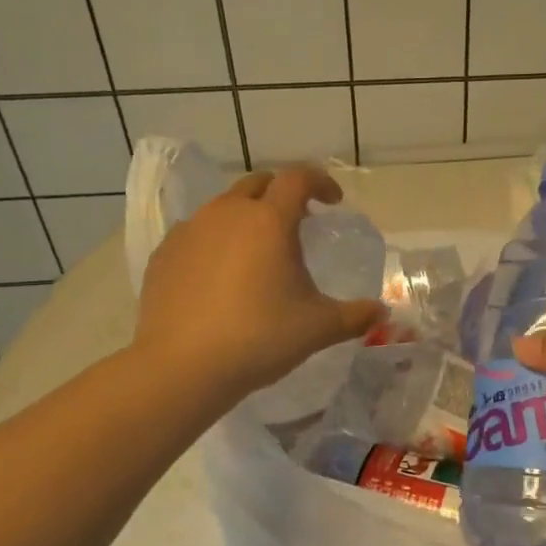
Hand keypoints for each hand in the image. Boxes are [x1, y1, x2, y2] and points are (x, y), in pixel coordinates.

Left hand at [135, 165, 385, 402]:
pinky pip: (196, 234)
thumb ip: (355, 315)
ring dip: (246, 218)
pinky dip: (215, 242)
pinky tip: (219, 277)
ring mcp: (190, 231)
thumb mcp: (318, 328)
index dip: (320, 182)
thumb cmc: (260, 338)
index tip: (333, 201)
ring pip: (223, 208)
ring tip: (257, 253)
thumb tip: (382, 313)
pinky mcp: (164, 254)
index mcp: (269, 220)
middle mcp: (227, 213)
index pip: (298, 179)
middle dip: (281, 195)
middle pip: (258, 184)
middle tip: (297, 223)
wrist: (182, 367)